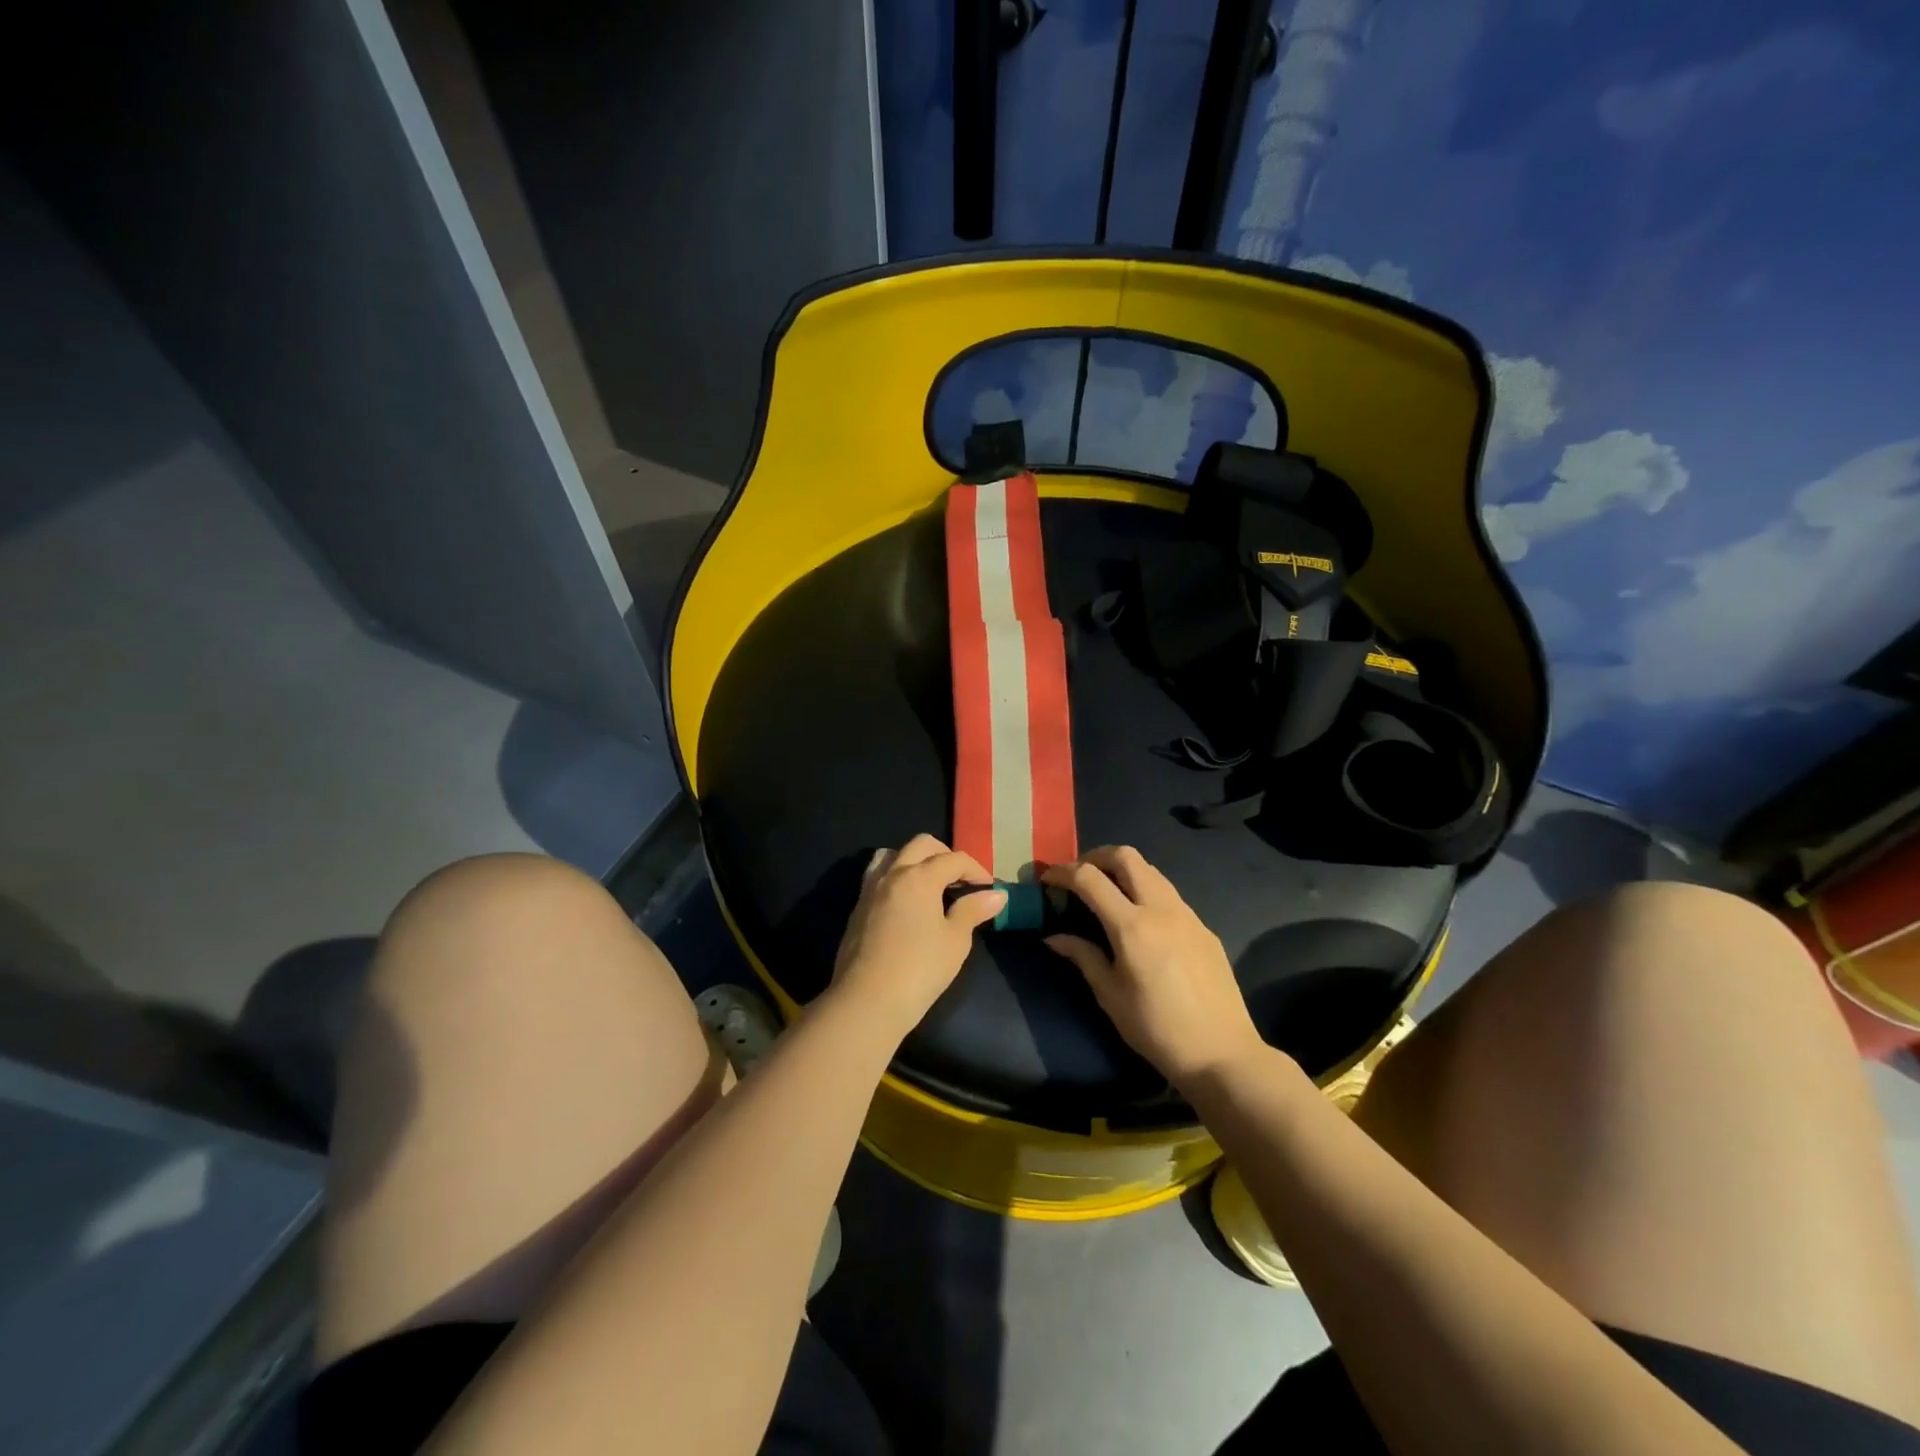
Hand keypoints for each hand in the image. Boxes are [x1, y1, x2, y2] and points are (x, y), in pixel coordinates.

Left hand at [830, 834, 1004, 1039]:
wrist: (867, 1000)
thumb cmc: (920, 969)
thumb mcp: (955, 941)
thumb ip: (972, 911)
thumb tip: (996, 894)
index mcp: (920, 876)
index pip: (954, 859)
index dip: (976, 869)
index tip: (988, 888)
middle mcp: (893, 873)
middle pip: (921, 845)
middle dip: (945, 855)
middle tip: (960, 880)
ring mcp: (870, 889)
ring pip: (893, 854)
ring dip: (915, 860)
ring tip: (929, 884)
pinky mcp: (858, 907)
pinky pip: (878, 875)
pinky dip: (896, 877)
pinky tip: (906, 903)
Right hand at [1042, 846, 1268, 1090]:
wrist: (1221, 1053)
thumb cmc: (1156, 1029)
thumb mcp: (1110, 996)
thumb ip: (1082, 957)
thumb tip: (1053, 937)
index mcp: (1132, 926)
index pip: (1089, 878)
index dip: (1063, 871)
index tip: (1047, 878)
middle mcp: (1161, 909)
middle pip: (1126, 856)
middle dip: (1096, 857)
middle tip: (1078, 875)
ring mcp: (1187, 915)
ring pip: (1151, 870)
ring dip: (1123, 870)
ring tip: (1106, 893)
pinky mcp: (1204, 927)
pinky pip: (1169, 894)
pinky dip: (1146, 891)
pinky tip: (1140, 920)